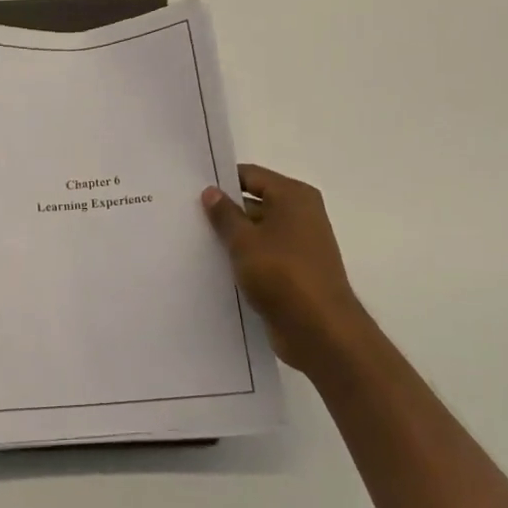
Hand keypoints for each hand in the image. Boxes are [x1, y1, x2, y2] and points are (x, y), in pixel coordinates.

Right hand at [201, 164, 371, 375]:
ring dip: (233, 238)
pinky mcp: (295, 271)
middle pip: (254, 202)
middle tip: (186, 216)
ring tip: (195, 241)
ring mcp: (300, 244)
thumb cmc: (282, 274)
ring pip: (257, 231)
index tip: (191, 190)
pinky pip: (263, 255)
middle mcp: (301, 214)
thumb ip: (225, 214)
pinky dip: (244, 258)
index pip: (251, 176)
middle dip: (225, 211)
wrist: (320, 331)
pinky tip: (216, 266)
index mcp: (294, 196)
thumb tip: (211, 191)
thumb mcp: (244, 241)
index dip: (222, 181)